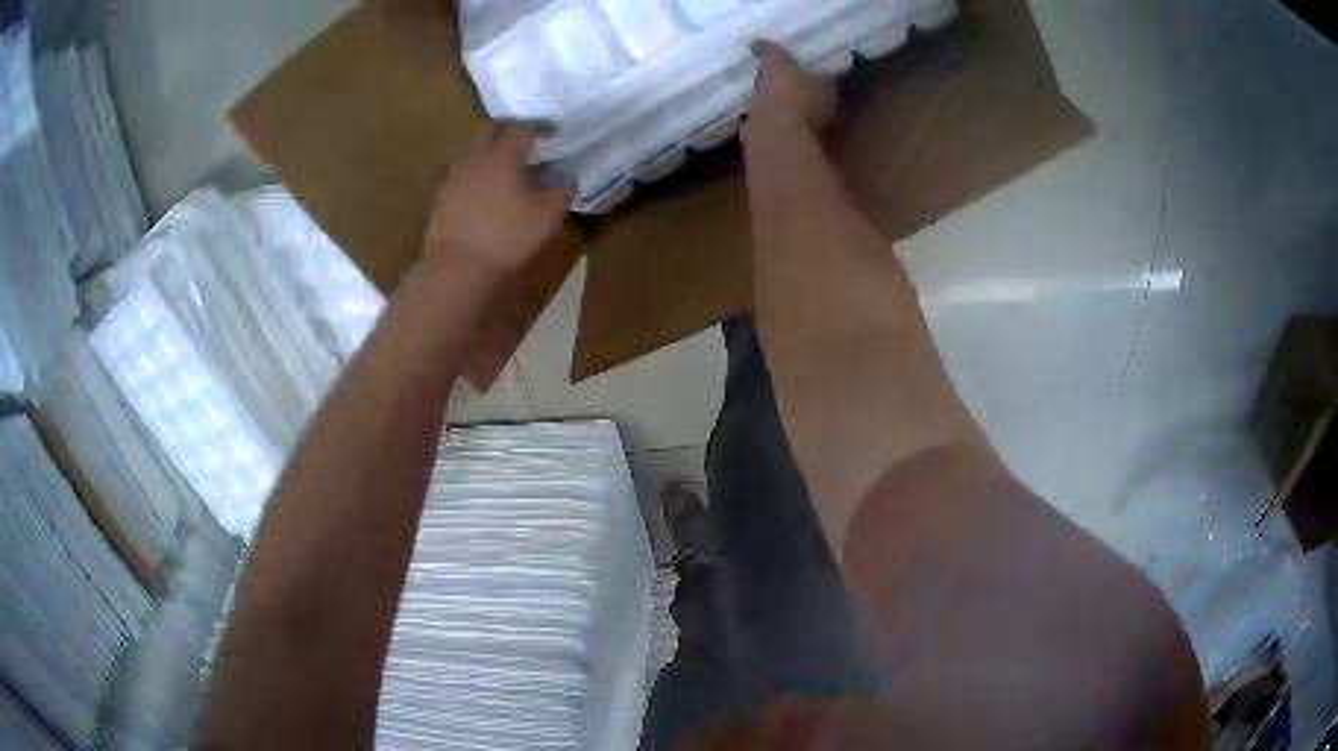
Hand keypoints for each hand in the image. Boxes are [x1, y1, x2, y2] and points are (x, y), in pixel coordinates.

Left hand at [423, 122, 570, 279]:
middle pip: (489, 130)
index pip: (522, 128)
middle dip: (508, 130)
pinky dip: (478, 179)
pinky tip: (487, 197)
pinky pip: (463, 179)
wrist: (457, 271)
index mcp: (502, 156)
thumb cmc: (508, 237)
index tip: (553, 132)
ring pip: (473, 155)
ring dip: (490, 156)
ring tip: (507, 173)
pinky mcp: (441, 202)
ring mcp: (452, 180)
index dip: (540, 127)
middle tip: (524, 140)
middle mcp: (474, 159)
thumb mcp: (549, 215)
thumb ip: (561, 189)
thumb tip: (563, 177)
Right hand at [748, 40, 836, 132]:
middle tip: (777, 77)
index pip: (825, 75)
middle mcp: (826, 109)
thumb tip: (759, 41)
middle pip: (811, 94)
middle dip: (796, 86)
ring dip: (784, 104)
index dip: (810, 68)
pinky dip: (772, 118)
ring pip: (797, 110)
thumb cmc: (785, 92)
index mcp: (829, 88)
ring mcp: (810, 129)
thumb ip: (771, 50)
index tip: (794, 64)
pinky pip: (781, 124)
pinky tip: (757, 111)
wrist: (774, 131)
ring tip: (763, 93)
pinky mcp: (791, 141)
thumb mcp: (777, 62)